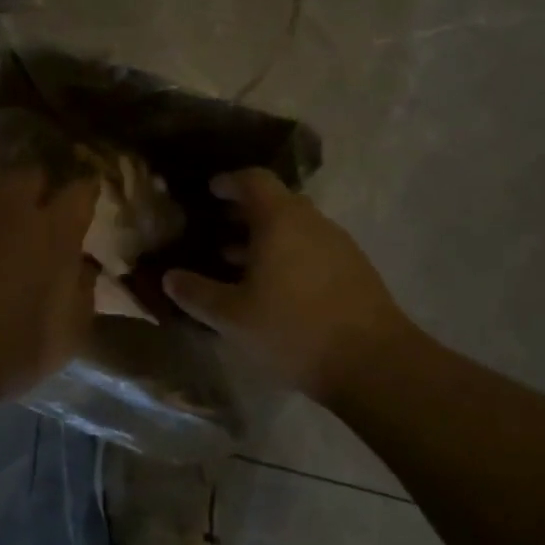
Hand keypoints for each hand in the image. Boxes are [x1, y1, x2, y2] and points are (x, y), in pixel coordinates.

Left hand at [0, 165, 99, 400]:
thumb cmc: (14, 349)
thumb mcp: (69, 333)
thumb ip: (81, 291)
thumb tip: (80, 268)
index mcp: (53, 231)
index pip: (80, 191)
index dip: (86, 193)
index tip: (87, 198)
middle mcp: (10, 211)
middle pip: (29, 173)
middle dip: (37, 185)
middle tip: (37, 208)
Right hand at [163, 169, 417, 406]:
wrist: (374, 364)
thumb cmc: (293, 330)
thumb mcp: (233, 317)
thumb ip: (197, 294)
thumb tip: (170, 278)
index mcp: (280, 220)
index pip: (253, 180)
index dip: (229, 182)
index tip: (210, 191)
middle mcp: (312, 222)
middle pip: (275, 203)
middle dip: (243, 214)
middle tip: (216, 230)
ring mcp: (339, 245)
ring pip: (295, 229)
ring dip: (266, 239)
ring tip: (237, 264)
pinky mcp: (355, 271)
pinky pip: (312, 249)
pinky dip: (288, 256)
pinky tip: (274, 290)